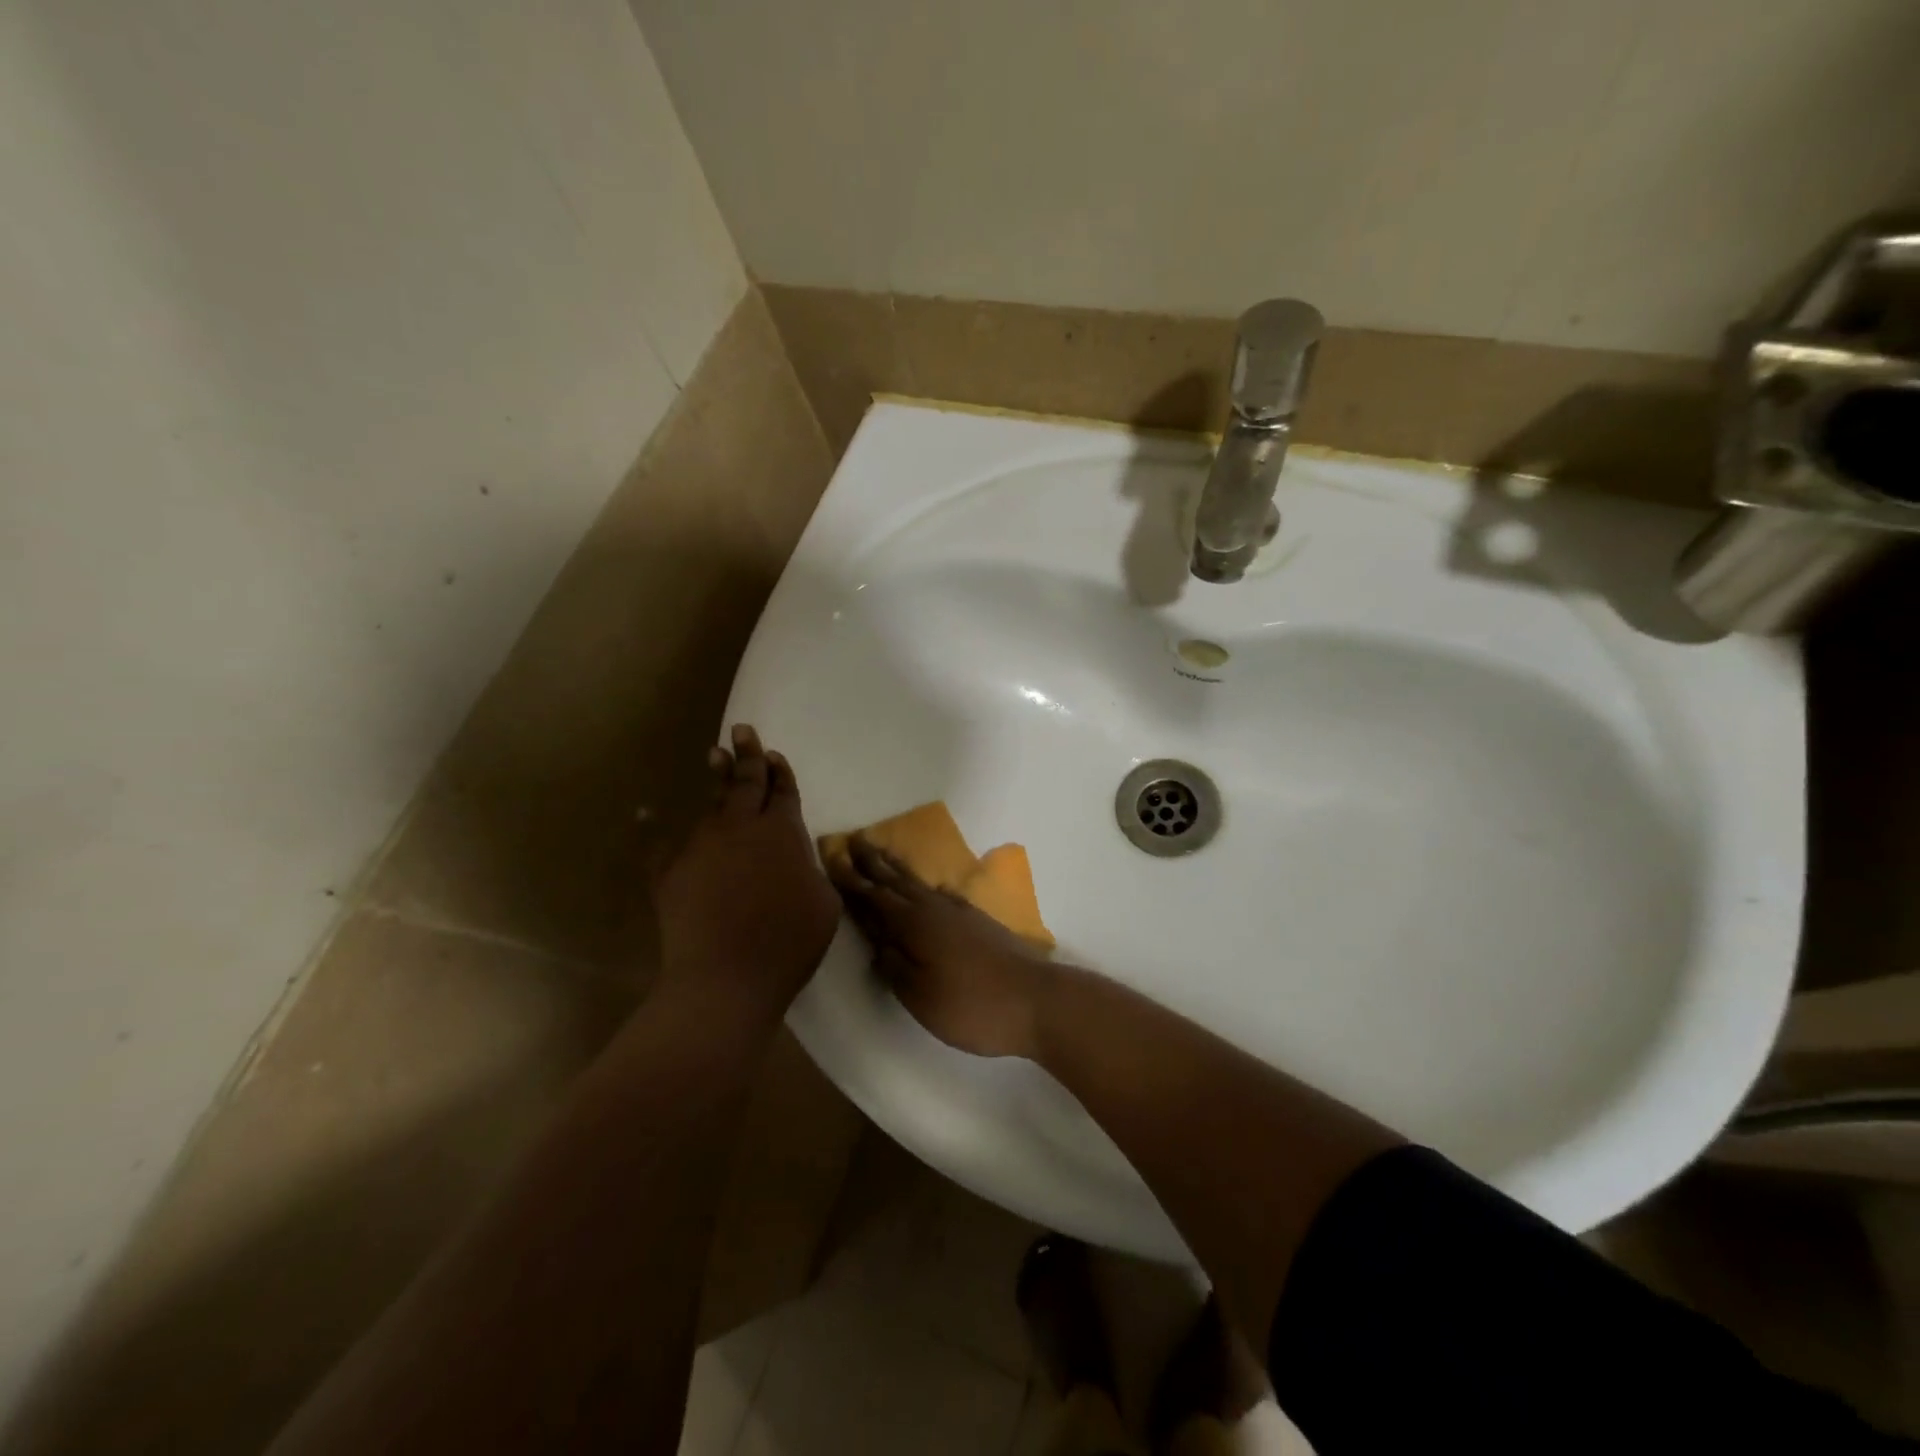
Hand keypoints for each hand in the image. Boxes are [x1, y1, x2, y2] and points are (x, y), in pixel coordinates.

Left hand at [652, 725, 840, 1024]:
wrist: (726, 978)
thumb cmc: (788, 942)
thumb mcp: (824, 904)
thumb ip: (812, 870)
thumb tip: (799, 857)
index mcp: (783, 833)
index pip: (783, 791)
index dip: (781, 772)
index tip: (774, 754)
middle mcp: (742, 828)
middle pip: (746, 782)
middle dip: (748, 755)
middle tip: (742, 730)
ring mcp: (701, 846)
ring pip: (713, 805)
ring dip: (717, 780)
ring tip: (715, 757)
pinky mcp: (669, 871)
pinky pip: (660, 842)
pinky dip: (652, 826)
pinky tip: (644, 812)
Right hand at [828, 838, 1056, 1058]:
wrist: (1035, 1000)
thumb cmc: (971, 1005)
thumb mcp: (921, 996)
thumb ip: (894, 967)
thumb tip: (878, 943)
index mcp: (914, 925)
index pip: (874, 897)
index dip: (851, 880)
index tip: (832, 858)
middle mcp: (934, 909)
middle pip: (897, 881)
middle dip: (873, 863)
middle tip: (853, 841)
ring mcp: (959, 912)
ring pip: (919, 884)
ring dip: (898, 869)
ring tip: (883, 854)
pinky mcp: (978, 921)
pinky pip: (941, 894)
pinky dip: (926, 886)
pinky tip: (931, 888)